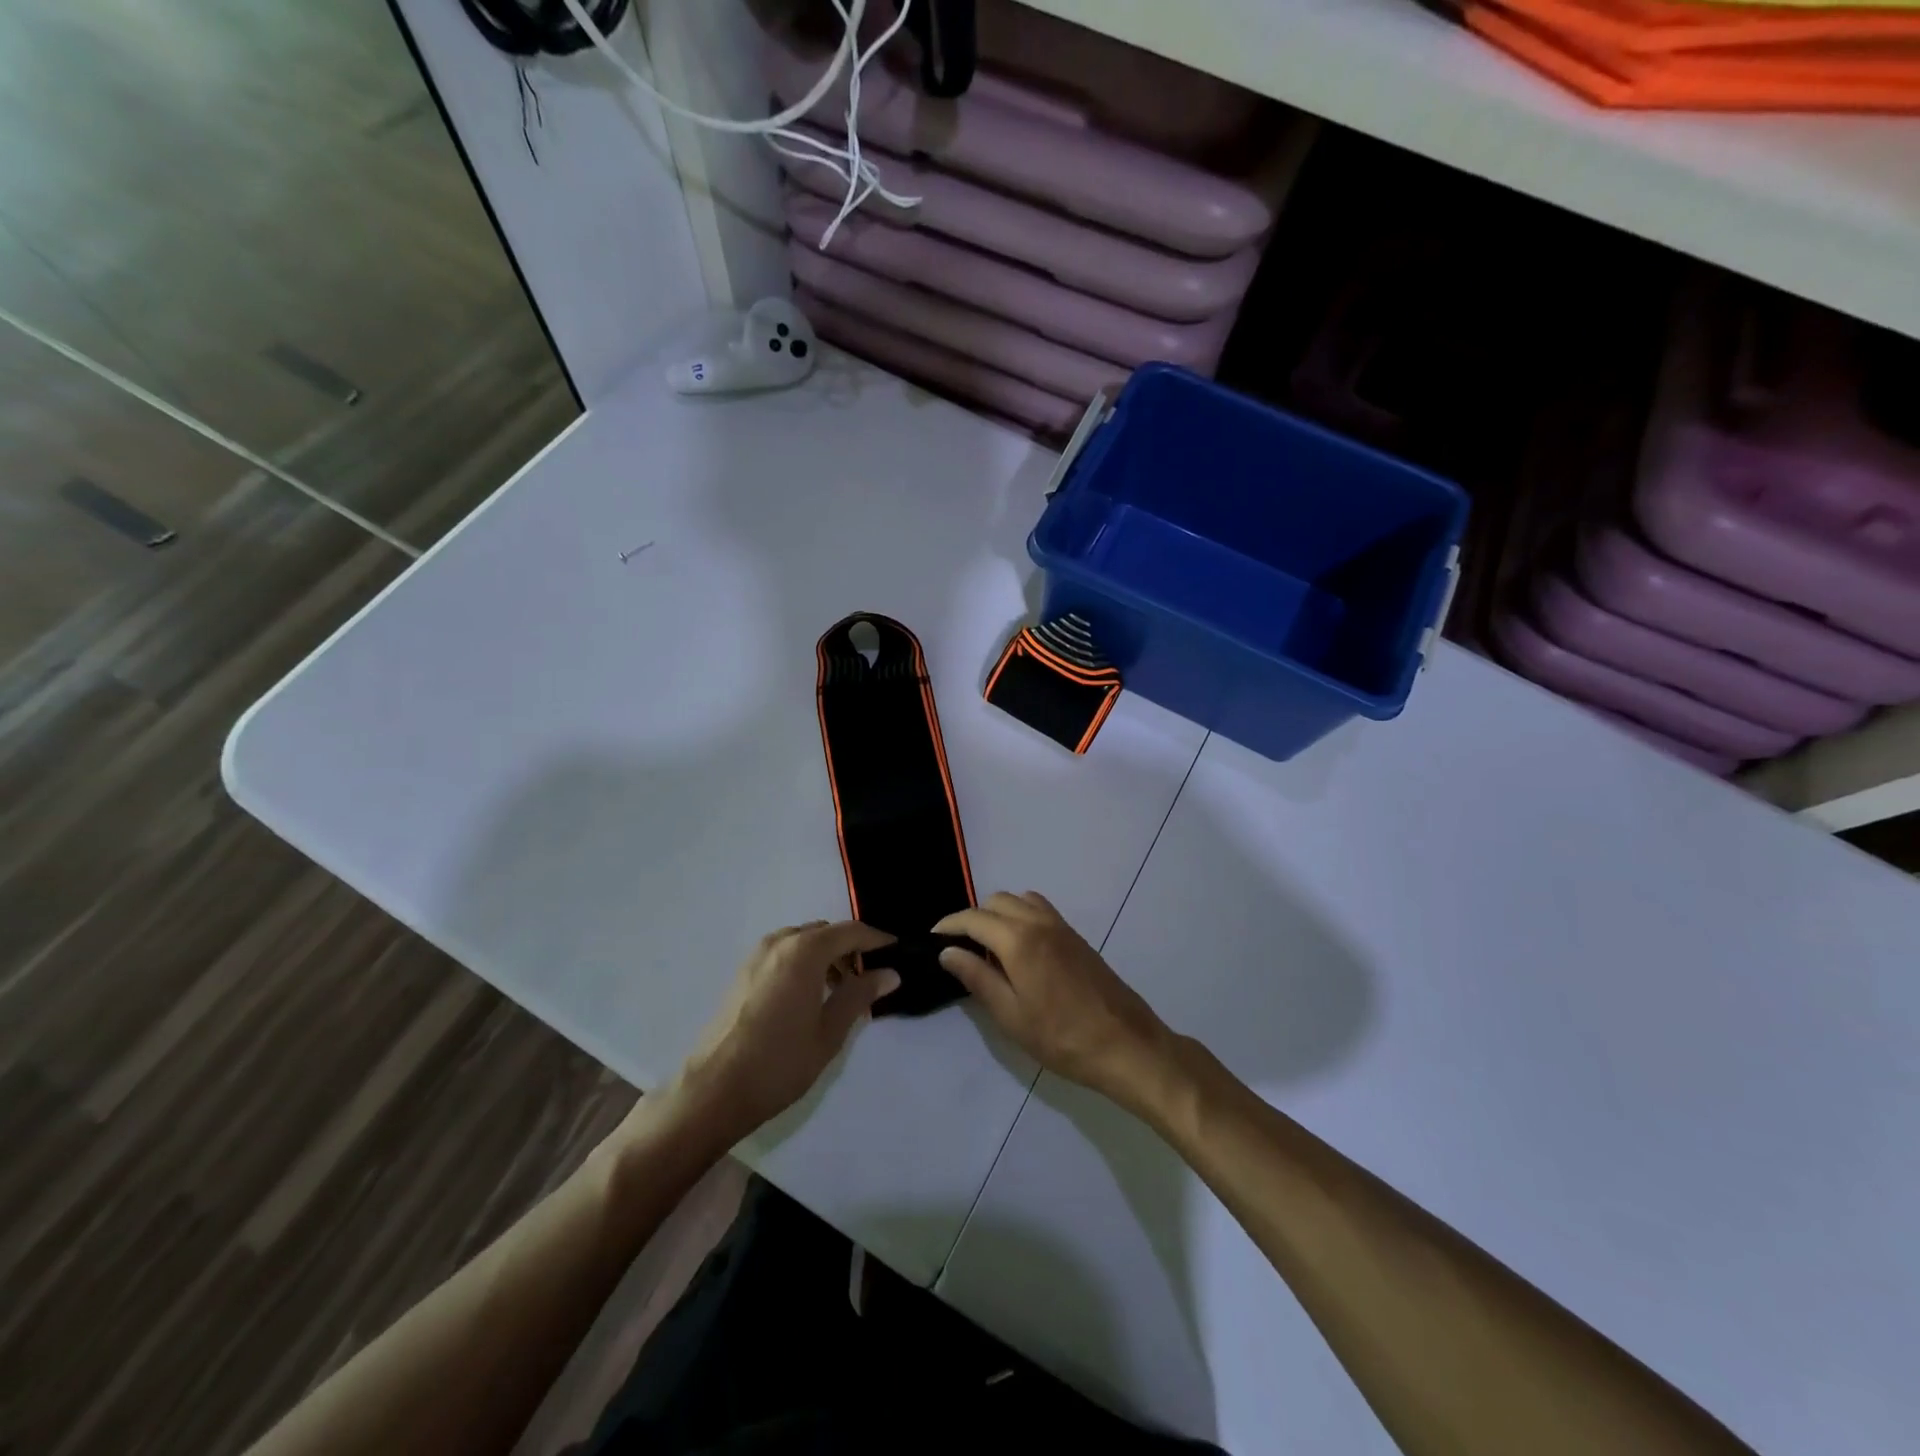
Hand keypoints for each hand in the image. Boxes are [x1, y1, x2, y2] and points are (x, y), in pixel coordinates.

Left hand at [674, 921, 897, 1142]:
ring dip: (826, 956)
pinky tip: (809, 997)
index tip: (897, 952)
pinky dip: (803, 963)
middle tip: (869, 979)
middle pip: (826, 933)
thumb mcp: (830, 1031)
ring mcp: (757, 955)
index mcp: (805, 951)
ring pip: (803, 942)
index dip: (877, 940)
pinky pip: (784, 954)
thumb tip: (889, 973)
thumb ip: (860, 994)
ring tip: (840, 992)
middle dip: (850, 949)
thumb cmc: (780, 1062)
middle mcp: (780, 942)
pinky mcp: (743, 973)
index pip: (851, 932)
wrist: (714, 1090)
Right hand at [935, 892, 1172, 1109]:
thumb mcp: (1010, 1015)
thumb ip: (977, 978)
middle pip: (996, 901)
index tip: (932, 938)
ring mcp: (1061, 926)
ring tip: (990, 948)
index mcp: (1019, 939)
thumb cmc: (1062, 1037)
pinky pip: (1040, 910)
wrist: (1125, 1044)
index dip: (949, 925)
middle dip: (973, 918)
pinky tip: (1020, 950)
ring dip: (999, 914)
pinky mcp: (1076, 937)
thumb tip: (948, 952)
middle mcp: (1039, 922)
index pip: (974, 918)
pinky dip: (1021, 916)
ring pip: (1020, 900)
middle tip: (961, 949)